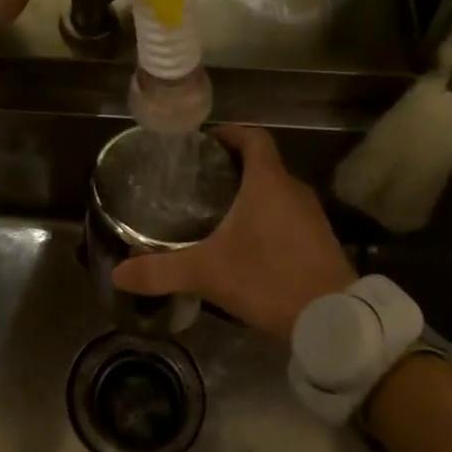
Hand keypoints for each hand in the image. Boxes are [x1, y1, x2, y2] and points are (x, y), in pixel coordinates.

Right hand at [112, 126, 354, 344]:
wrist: (333, 319)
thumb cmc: (268, 279)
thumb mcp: (208, 274)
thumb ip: (161, 271)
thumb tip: (118, 274)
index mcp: (268, 182)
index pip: (253, 137)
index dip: (229, 132)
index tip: (204, 142)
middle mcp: (293, 190)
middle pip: (262, 163)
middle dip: (231, 167)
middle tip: (197, 181)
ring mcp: (311, 215)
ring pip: (276, 190)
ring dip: (250, 193)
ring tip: (215, 210)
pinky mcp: (319, 240)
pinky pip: (288, 214)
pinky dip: (266, 216)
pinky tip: (245, 242)